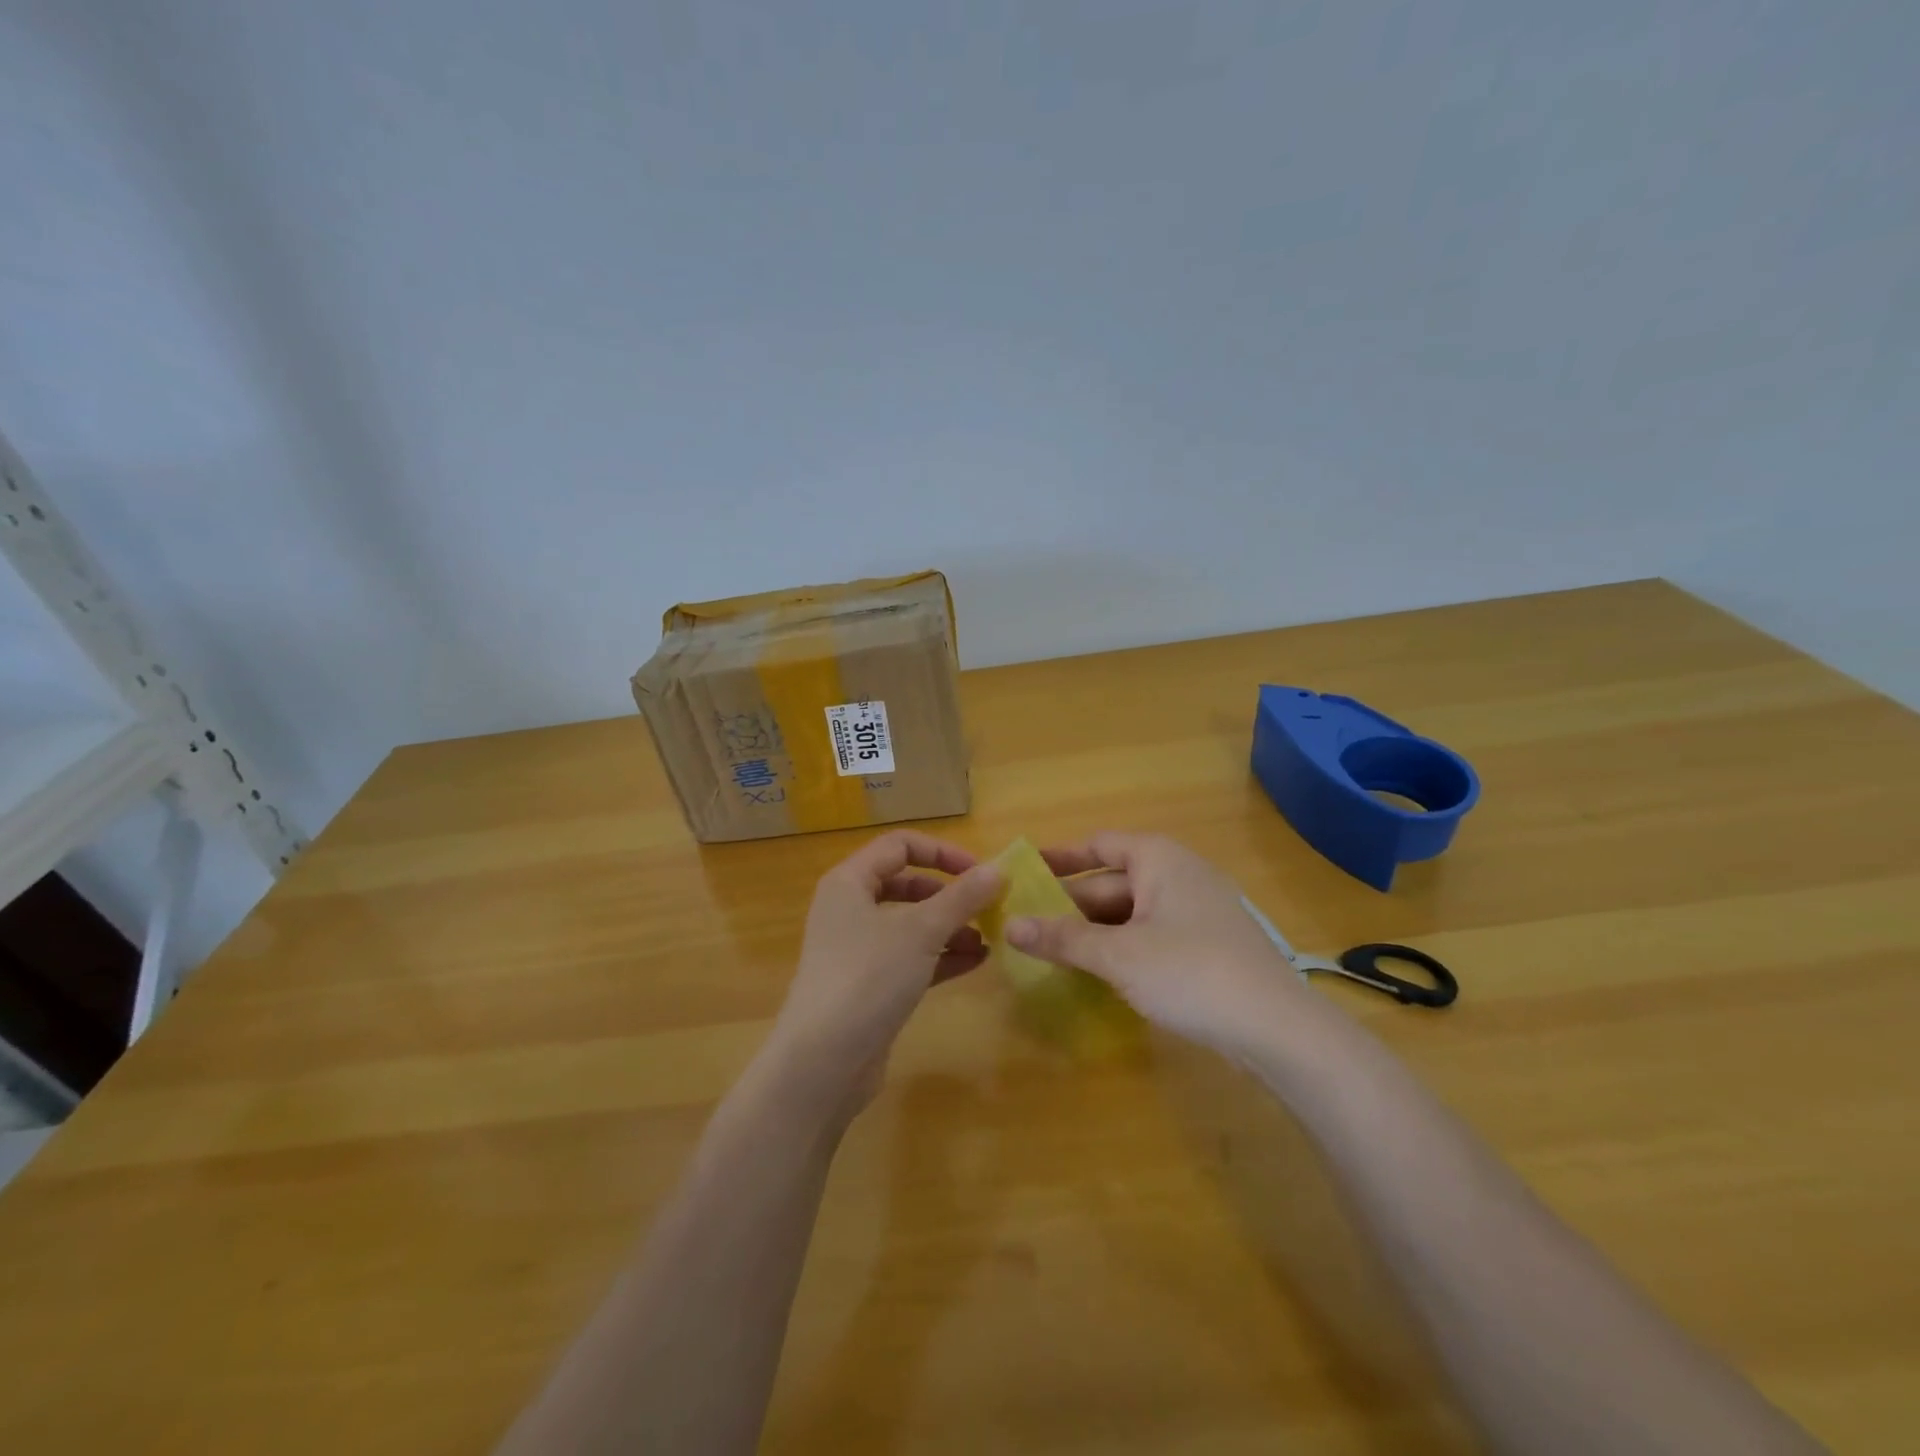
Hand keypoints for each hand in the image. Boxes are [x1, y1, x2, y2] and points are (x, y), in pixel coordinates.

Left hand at [766, 830, 1003, 1108]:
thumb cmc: (868, 977)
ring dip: (950, 927)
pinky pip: (911, 958)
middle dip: (949, 894)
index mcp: (850, 882)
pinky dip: (941, 956)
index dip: (942, 852)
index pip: (900, 845)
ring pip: (911, 924)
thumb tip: (998, 869)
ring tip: (988, 939)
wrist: (822, 1063)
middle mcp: (850, 909)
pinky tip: (976, 962)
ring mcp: (858, 950)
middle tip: (987, 907)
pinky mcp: (869, 985)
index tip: (979, 872)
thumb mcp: (921, 930)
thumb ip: (962, 897)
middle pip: (906, 884)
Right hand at [1008, 832, 1301, 1052]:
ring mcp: (1197, 910)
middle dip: (1070, 904)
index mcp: (1158, 859)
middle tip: (1026, 925)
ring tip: (1052, 951)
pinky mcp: (1208, 945)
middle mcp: (1179, 874)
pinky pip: (1151, 934)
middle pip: (1112, 881)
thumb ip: (1063, 938)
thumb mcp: (1118, 955)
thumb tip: (1010, 925)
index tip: (1025, 872)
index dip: (1060, 857)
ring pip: (1131, 912)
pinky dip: (1121, 947)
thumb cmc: (1190, 972)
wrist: (1277, 1027)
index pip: (1098, 845)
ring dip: (1093, 930)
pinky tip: (1099, 972)